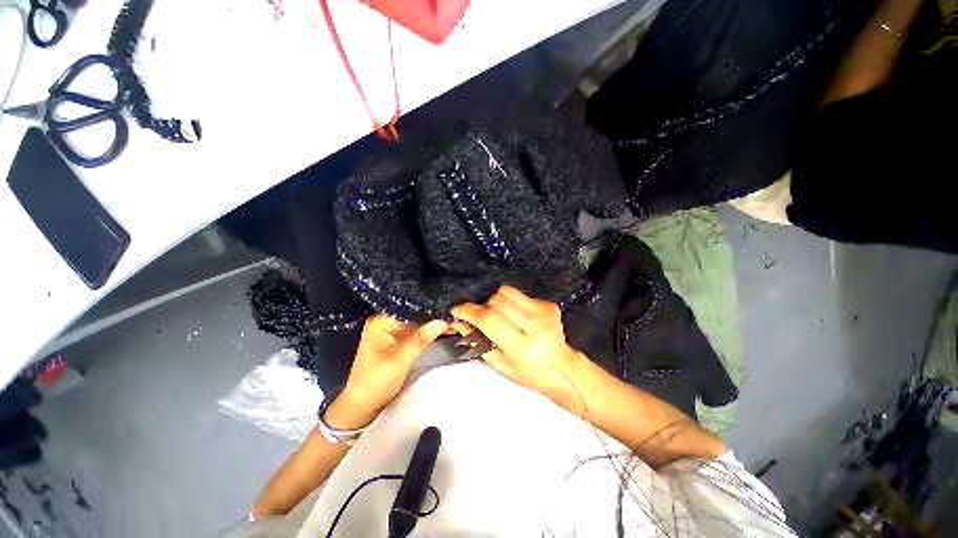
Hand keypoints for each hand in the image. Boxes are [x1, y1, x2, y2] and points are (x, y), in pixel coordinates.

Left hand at [331, 315, 446, 427]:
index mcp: (381, 322)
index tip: (450, 308)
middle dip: (434, 316)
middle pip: (415, 314)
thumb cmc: (375, 383)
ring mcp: (393, 331)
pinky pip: (417, 332)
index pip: (410, 308)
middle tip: (456, 315)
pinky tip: (445, 330)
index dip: (430, 308)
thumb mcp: (399, 361)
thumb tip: (442, 321)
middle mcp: (387, 322)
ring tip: (454, 321)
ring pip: (418, 323)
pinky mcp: (399, 341)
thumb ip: (421, 340)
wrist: (361, 407)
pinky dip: (429, 333)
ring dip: (434, 324)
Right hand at [451, 287, 586, 405]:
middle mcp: (535, 326)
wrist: (563, 369)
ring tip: (499, 315)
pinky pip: (520, 294)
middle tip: (481, 318)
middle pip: (497, 301)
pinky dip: (511, 302)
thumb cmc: (528, 373)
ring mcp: (544, 312)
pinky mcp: (549, 305)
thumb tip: (458, 321)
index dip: (469, 311)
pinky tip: (516, 316)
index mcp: (522, 347)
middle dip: (483, 307)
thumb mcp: (499, 364)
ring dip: (496, 301)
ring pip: (507, 292)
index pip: (489, 319)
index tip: (457, 310)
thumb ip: (477, 341)